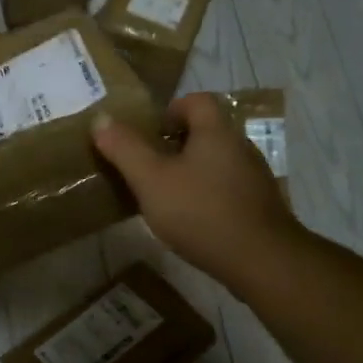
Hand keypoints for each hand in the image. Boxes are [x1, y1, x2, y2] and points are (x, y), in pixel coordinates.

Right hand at [92, 93, 296, 288]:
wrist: (262, 261)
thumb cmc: (201, 212)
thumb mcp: (151, 180)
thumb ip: (125, 148)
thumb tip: (101, 119)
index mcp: (217, 131)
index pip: (196, 100)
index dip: (170, 110)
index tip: (149, 135)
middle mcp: (241, 146)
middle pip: (206, 131)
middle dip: (176, 145)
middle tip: (149, 167)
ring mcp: (254, 177)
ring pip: (217, 162)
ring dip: (192, 172)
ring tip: (167, 196)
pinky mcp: (260, 206)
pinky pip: (228, 188)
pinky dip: (208, 195)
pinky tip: (193, 221)